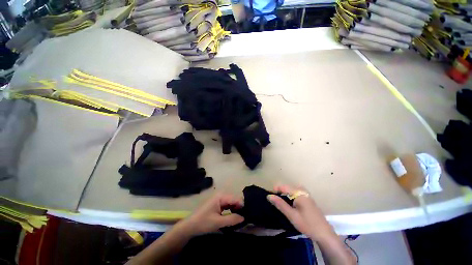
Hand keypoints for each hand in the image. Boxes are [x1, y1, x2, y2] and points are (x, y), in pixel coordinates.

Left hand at [180, 193, 244, 235]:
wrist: (189, 226)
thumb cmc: (203, 222)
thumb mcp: (218, 222)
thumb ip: (232, 219)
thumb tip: (244, 218)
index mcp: (221, 196)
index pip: (236, 199)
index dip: (243, 206)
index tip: (248, 214)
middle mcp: (221, 195)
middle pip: (234, 199)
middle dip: (240, 207)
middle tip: (245, 217)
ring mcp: (219, 199)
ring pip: (231, 202)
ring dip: (236, 209)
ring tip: (241, 218)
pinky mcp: (217, 204)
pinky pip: (227, 205)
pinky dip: (231, 210)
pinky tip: (234, 217)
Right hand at [267, 185, 335, 241]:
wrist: (325, 234)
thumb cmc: (307, 224)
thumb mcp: (292, 215)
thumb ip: (280, 204)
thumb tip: (269, 196)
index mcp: (299, 193)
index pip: (283, 186)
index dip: (275, 190)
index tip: (271, 198)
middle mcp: (303, 190)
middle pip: (287, 187)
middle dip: (280, 193)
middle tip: (277, 204)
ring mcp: (306, 194)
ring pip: (291, 189)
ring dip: (285, 195)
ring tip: (282, 204)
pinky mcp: (308, 198)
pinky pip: (296, 192)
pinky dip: (290, 196)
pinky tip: (290, 205)